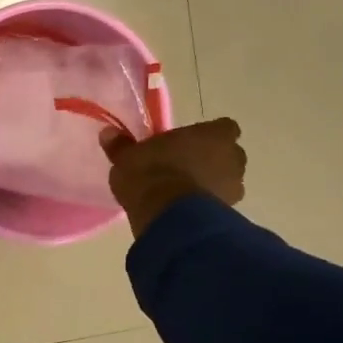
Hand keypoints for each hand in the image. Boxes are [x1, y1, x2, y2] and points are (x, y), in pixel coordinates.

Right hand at [102, 117, 247, 236]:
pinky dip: (206, 206)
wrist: (166, 214)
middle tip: (185, 167)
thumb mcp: (127, 157)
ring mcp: (234, 187)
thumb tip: (108, 133)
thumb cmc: (151, 173)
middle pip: (228, 155)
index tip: (190, 143)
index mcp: (214, 135)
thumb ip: (122, 145)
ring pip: (226, 181)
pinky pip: (219, 205)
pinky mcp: (228, 213)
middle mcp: (233, 157)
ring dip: (211, 185)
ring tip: (183, 194)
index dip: (208, 136)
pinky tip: (185, 212)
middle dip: (212, 160)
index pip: (223, 128)